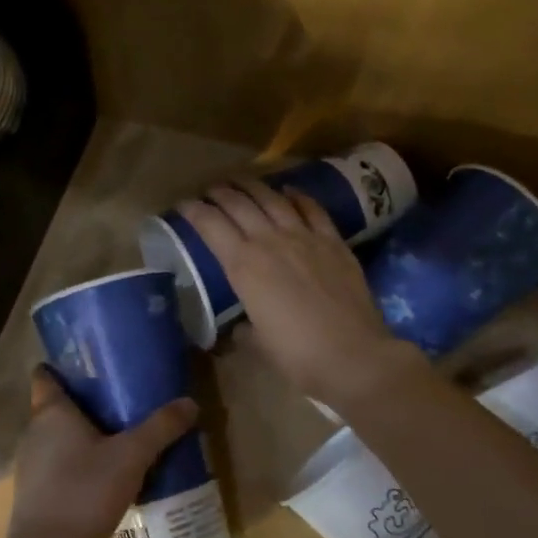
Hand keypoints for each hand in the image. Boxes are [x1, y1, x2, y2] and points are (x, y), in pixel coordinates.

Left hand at [7, 367, 197, 537]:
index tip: (88, 365)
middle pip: (54, 406)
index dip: (62, 366)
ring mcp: (29, 464)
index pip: (45, 375)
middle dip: (82, 402)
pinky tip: (102, 477)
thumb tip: (190, 402)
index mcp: (51, 412)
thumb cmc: (85, 490)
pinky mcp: (34, 493)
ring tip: (116, 438)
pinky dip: (76, 463)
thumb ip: (161, 427)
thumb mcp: (132, 456)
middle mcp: (34, 432)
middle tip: (117, 400)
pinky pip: (56, 465)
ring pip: (56, 438)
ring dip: (80, 436)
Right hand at [177, 180, 425, 410]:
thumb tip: (242, 326)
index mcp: (244, 266)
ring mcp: (305, 237)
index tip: (183, 205)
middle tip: (210, 190)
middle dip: (220, 193)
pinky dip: (297, 196)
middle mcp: (270, 241)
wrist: (354, 356)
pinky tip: (289, 192)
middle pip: (239, 204)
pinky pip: (312, 209)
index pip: (210, 226)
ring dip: (253, 186)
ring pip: (273, 199)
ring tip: (241, 181)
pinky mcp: (334, 242)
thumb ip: (245, 328)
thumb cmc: (298, 356)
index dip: (193, 211)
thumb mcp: (259, 343)